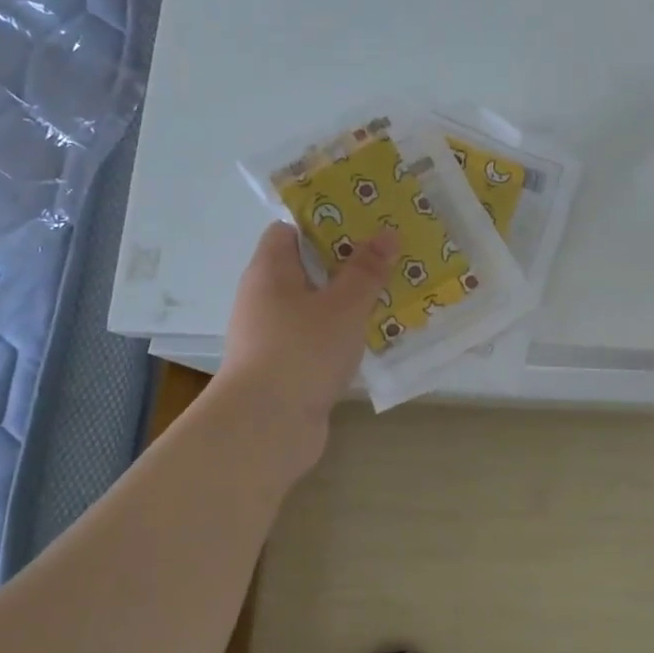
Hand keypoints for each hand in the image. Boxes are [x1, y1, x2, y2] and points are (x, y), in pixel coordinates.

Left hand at [217, 222, 396, 452]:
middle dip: (345, 264)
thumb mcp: (344, 305)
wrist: (265, 428)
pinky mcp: (283, 367)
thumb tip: (387, 233)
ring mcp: (271, 335)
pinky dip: (340, 335)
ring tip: (389, 296)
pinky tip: (372, 338)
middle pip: (305, 268)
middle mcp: (264, 298)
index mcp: (270, 271)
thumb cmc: (302, 351)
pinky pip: (315, 338)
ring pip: (314, 306)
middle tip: (387, 259)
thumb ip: (367, 270)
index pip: (288, 231)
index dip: (323, 224)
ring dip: (346, 302)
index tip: (362, 227)